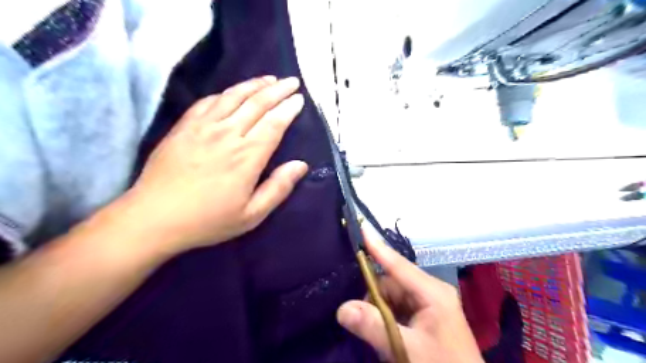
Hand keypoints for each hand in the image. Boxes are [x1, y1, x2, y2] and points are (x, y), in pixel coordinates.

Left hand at [127, 75, 306, 253]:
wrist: (154, 218)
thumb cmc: (208, 220)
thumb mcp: (251, 215)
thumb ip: (278, 188)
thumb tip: (301, 165)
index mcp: (247, 156)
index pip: (273, 124)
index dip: (288, 109)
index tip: (300, 99)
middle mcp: (227, 134)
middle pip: (257, 104)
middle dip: (277, 90)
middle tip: (292, 81)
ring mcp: (203, 127)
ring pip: (233, 96)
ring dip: (254, 84)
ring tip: (269, 78)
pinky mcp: (184, 126)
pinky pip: (208, 101)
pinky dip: (225, 92)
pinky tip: (233, 91)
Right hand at [335, 237, 481, 360]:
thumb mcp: (407, 348)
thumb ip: (374, 326)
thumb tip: (342, 308)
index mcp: (432, 291)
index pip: (398, 264)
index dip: (378, 247)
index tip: (361, 227)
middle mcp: (430, 291)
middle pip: (390, 283)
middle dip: (373, 298)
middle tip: (361, 320)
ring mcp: (427, 303)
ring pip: (391, 296)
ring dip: (379, 312)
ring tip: (379, 336)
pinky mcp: (423, 315)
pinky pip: (396, 308)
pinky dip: (386, 318)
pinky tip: (386, 336)